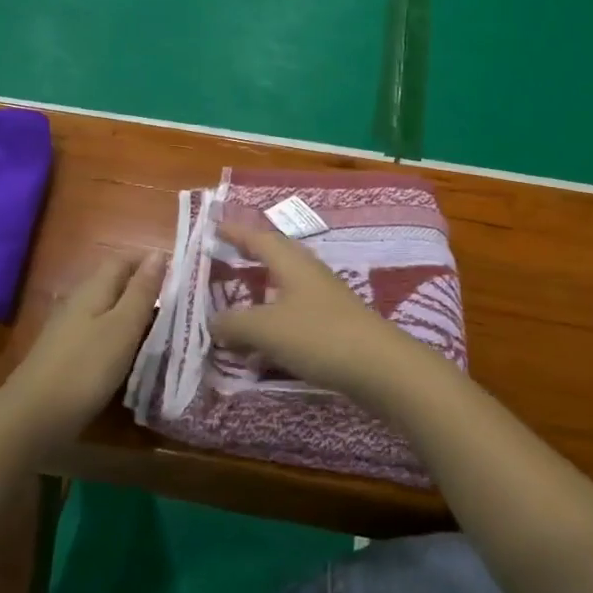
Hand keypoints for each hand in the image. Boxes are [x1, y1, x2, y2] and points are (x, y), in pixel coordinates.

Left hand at [4, 251, 164, 440]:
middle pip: (114, 283)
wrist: (33, 417)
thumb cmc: (86, 367)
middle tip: (175, 305)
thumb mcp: (123, 327)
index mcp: (94, 288)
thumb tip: (159, 254)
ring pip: (106, 309)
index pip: (123, 260)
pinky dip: (117, 336)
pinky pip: (97, 332)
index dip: (149, 262)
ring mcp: (67, 328)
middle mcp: (78, 301)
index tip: (178, 276)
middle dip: (143, 288)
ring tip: (159, 330)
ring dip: (131, 314)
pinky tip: (128, 353)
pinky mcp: (64, 354)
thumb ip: (142, 291)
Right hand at [213, 219, 421, 397]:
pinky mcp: (334, 325)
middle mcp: (309, 273)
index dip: (236, 232)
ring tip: (238, 308)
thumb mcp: (266, 328)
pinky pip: (295, 317)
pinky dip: (274, 325)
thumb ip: (234, 323)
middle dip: (251, 257)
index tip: (216, 225)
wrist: (379, 367)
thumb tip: (213, 321)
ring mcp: (325, 299)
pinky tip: (264, 351)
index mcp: (292, 263)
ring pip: (285, 289)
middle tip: (228, 257)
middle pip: (276, 257)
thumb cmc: (318, 336)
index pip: (259, 238)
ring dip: (261, 296)